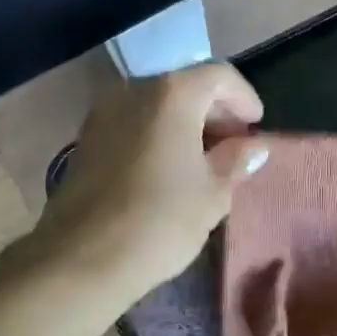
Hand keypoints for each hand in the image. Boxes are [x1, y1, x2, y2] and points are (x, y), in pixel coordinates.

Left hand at [27, 63, 268, 305]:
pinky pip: (134, 122)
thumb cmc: (159, 220)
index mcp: (172, 94)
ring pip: (157, 104)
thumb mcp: (213, 193)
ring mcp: (105, 112)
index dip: (244, 97)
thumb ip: (236, 161)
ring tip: (206, 160)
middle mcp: (135, 90)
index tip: (256, 127)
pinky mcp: (87, 138)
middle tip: (236, 144)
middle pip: (186, 85)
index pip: (219, 76)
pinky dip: (158, 133)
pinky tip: (170, 168)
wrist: (80, 259)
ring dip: (186, 123)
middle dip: (216, 110)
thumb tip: (253, 147)